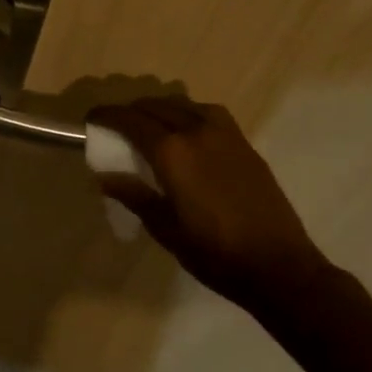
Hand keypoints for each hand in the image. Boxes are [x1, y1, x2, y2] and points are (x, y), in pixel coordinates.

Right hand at [86, 96, 330, 312]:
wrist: (279, 266)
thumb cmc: (215, 253)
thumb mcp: (165, 229)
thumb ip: (134, 195)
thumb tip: (105, 176)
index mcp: (173, 152)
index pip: (130, 120)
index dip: (107, 116)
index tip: (91, 119)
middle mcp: (197, 131)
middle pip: (155, 106)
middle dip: (131, 111)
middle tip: (116, 126)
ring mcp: (225, 134)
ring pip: (183, 104)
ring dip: (160, 109)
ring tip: (149, 126)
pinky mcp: (244, 143)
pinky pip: (208, 113)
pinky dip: (188, 114)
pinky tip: (187, 133)